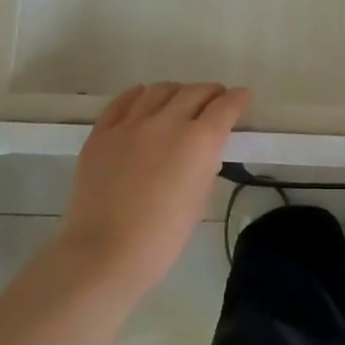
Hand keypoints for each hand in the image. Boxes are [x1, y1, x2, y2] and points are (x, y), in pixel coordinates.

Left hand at [57, 82, 251, 298]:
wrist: (104, 254)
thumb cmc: (162, 237)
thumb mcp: (199, 199)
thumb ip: (205, 164)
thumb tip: (203, 149)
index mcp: (199, 141)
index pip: (225, 106)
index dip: (238, 99)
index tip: (243, 98)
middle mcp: (167, 121)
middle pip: (195, 91)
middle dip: (211, 93)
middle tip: (215, 100)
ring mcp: (131, 124)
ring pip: (160, 90)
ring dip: (177, 92)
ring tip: (178, 101)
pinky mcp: (102, 132)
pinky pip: (124, 101)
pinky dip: (140, 96)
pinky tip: (144, 101)